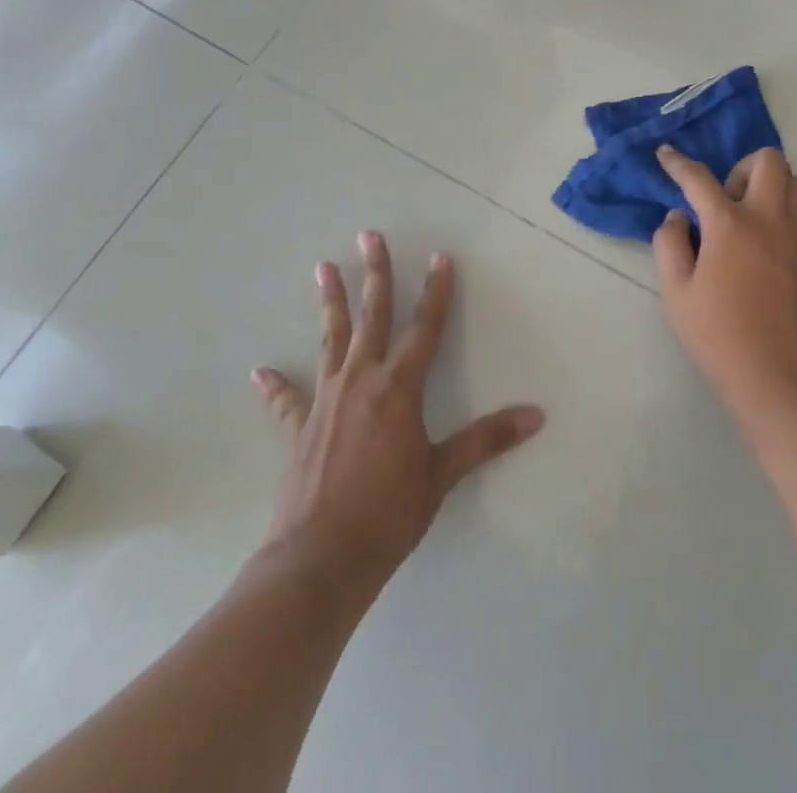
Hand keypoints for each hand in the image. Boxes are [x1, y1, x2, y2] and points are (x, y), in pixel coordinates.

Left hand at [249, 232, 543, 600]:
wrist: (320, 561)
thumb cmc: (389, 513)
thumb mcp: (442, 474)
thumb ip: (486, 439)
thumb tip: (535, 416)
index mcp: (399, 387)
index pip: (426, 327)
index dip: (437, 291)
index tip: (441, 257)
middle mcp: (361, 381)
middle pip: (372, 316)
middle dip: (375, 274)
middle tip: (369, 236)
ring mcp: (326, 402)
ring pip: (331, 340)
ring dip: (329, 303)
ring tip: (323, 268)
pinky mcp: (300, 429)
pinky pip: (288, 400)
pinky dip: (276, 386)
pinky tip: (261, 371)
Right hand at [652, 146, 796, 441]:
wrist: (780, 378)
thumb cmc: (720, 337)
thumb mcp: (676, 294)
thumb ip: (670, 245)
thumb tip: (678, 217)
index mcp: (730, 225)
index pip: (699, 179)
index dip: (678, 163)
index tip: (666, 154)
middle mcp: (771, 218)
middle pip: (768, 160)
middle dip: (742, 167)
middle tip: (727, 200)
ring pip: (795, 182)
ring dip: (770, 188)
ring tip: (752, 221)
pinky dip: (790, 212)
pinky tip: (774, 243)